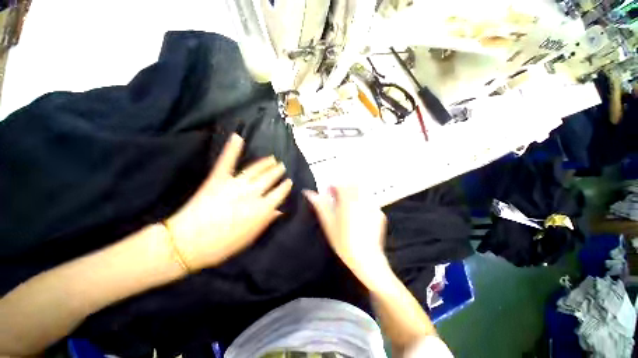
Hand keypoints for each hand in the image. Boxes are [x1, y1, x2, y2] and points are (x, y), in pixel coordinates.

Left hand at [165, 134, 292, 269]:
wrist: (187, 244)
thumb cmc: (222, 246)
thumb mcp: (250, 238)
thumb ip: (266, 222)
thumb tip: (279, 211)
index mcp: (262, 209)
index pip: (280, 193)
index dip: (286, 186)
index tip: (289, 181)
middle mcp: (252, 193)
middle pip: (270, 178)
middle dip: (278, 172)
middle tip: (281, 167)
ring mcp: (235, 184)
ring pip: (256, 169)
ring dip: (266, 163)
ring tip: (272, 159)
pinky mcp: (218, 179)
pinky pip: (227, 161)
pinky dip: (232, 148)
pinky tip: (237, 136)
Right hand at [304, 186, 389, 288]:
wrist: (366, 258)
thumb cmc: (343, 241)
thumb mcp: (328, 223)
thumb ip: (320, 205)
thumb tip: (309, 192)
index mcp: (348, 200)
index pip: (341, 184)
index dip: (333, 186)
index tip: (328, 193)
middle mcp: (362, 200)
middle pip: (353, 186)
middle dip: (344, 190)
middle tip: (338, 200)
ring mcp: (373, 206)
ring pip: (361, 194)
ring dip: (353, 197)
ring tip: (348, 211)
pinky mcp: (379, 214)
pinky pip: (368, 204)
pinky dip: (362, 206)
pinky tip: (359, 219)